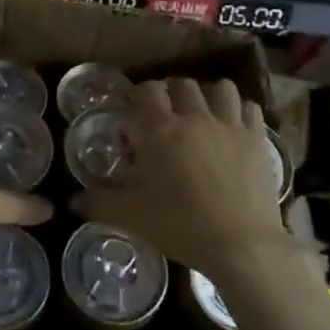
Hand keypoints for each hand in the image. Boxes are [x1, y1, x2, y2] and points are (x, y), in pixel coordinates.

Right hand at [73, 77, 316, 290]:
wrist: (242, 245)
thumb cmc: (180, 226)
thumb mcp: (131, 217)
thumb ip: (99, 203)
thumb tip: (72, 200)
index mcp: (159, 131)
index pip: (147, 91)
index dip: (139, 94)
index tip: (134, 108)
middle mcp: (194, 118)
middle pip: (183, 84)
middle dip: (171, 92)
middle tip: (165, 112)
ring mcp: (230, 126)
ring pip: (220, 88)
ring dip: (208, 94)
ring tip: (202, 112)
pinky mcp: (257, 140)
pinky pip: (251, 108)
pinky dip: (240, 110)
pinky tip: (235, 125)